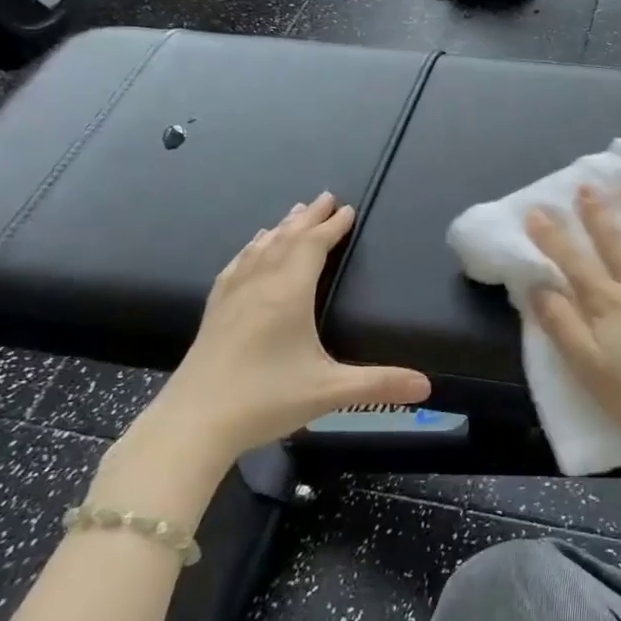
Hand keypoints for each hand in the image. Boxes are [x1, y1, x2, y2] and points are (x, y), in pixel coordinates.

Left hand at [141, 193, 430, 460]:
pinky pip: (236, 266)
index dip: (332, 227)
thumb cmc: (265, 400)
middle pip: (286, 239)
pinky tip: (250, 249)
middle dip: (309, 218)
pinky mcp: (214, 312)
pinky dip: (250, 249)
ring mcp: (232, 296)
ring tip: (294, 214)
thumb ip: (380, 385)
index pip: (313, 247)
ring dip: (281, 228)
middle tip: (326, 197)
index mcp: (289, 294)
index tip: (348, 209)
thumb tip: (428, 386)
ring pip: (260, 248)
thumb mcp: (329, 391)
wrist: (192, 423)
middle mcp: (260, 285)